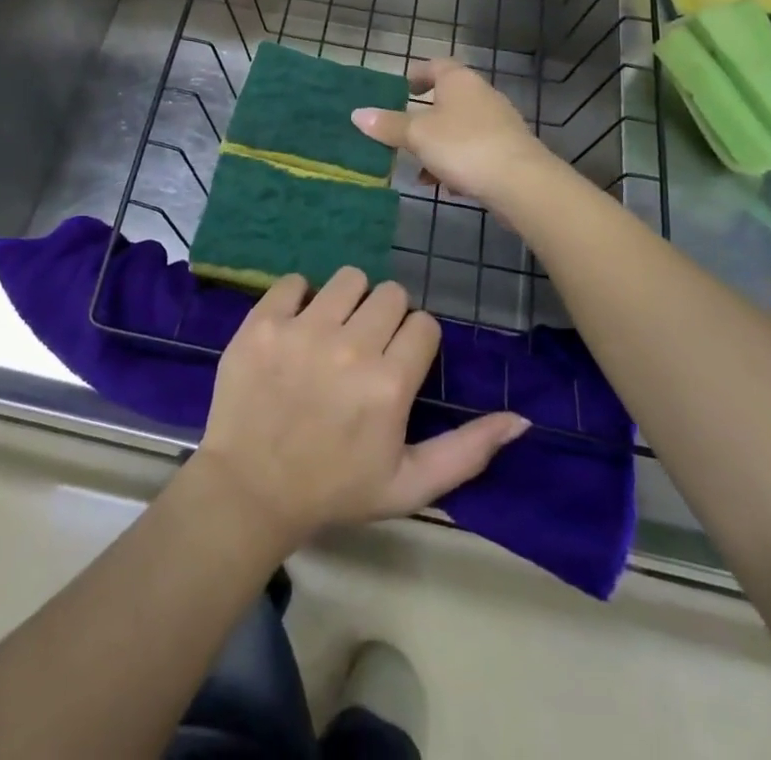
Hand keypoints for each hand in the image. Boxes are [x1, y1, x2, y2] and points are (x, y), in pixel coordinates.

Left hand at [195, 269, 527, 550]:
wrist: (249, 491)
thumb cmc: (334, 490)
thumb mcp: (409, 485)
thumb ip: (468, 450)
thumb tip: (521, 419)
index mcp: (389, 383)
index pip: (424, 324)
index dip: (415, 342)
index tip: (398, 364)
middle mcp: (350, 346)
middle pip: (391, 294)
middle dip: (385, 318)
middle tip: (365, 349)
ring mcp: (302, 330)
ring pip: (348, 278)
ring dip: (348, 301)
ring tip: (332, 333)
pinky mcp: (263, 322)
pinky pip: (294, 281)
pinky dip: (299, 298)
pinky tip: (295, 328)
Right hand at [351, 58, 554, 206]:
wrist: (521, 182)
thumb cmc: (463, 146)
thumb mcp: (417, 135)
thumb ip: (388, 125)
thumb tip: (357, 114)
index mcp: (459, 81)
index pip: (435, 66)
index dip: (416, 75)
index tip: (400, 90)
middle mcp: (481, 95)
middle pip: (447, 100)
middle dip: (423, 119)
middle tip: (400, 134)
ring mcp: (498, 123)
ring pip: (458, 129)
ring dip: (437, 146)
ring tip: (418, 170)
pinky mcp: (508, 150)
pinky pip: (474, 151)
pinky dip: (456, 164)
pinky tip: (445, 186)